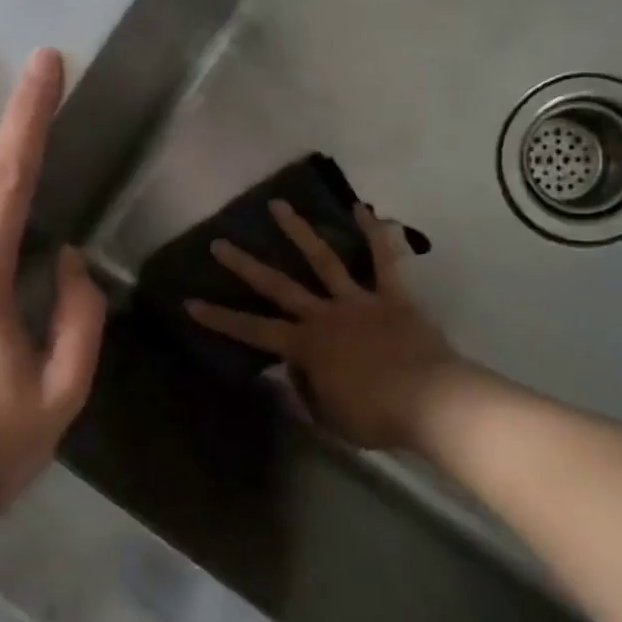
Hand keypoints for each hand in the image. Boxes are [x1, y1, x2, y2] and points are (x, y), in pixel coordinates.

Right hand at [186, 200, 462, 451]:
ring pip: (323, 260)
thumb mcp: (329, 416)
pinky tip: (363, 208)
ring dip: (298, 231)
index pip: (252, 330)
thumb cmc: (376, 416)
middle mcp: (324, 315)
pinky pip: (384, 260)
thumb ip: (307, 390)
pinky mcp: (391, 296)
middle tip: (220, 242)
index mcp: (306, 346)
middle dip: (245, 265)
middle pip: (278, 285)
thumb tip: (294, 370)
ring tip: (279, 205)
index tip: (191, 301)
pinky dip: (375, 233)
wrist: (430, 401)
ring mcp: (358, 301)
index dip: (220, 317)